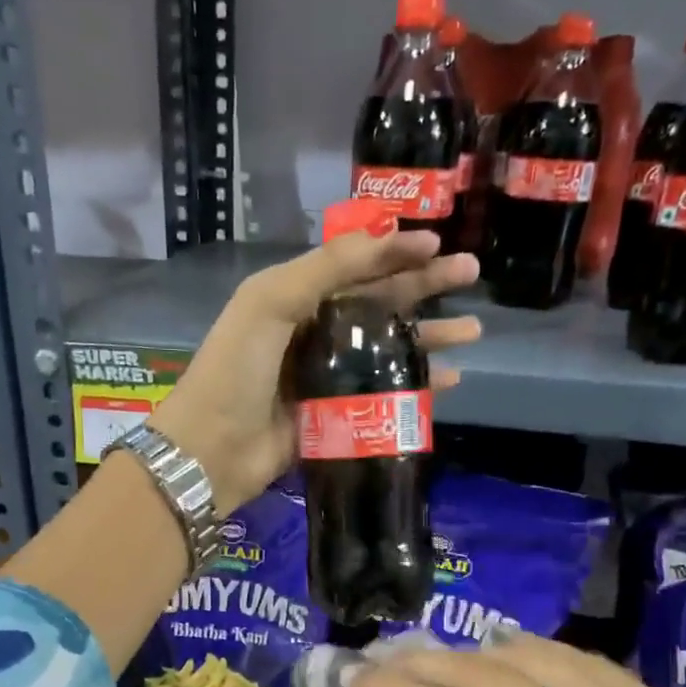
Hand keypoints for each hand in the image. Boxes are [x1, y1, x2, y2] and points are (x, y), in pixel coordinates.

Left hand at [148, 231, 479, 516]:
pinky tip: (448, 382)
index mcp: (295, 299)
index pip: (355, 266)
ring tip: (473, 330)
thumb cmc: (236, 369)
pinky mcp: (336, 418)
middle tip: (472, 273)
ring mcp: (327, 377)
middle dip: (425, 287)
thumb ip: (327, 267)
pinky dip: (415, 387)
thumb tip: (387, 236)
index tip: (439, 244)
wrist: (211, 450)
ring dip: (429, 338)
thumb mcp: (270, 302)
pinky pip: (383, 395)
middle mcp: (313, 333)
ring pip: (387, 349)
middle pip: (378, 303)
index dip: (396, 252)